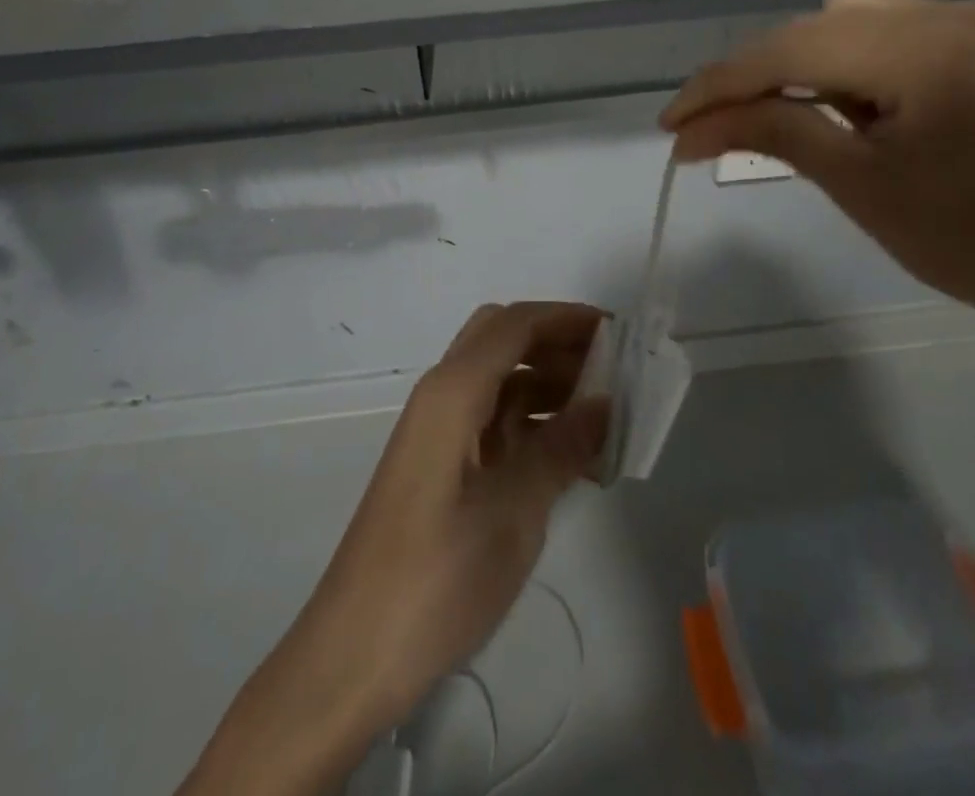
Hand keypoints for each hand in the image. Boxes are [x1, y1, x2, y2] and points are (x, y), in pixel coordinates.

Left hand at [182, 303, 606, 795]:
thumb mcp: (515, 512)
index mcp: (452, 391)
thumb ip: (562, 447)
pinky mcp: (440, 465)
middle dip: (557, 343)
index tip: (619, 334)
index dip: (567, 318)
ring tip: (603, 414)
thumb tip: (605, 401)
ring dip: (547, 383)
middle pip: (503, 340)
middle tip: (611, 370)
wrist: (354, 656)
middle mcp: (442, 396)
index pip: (516, 324)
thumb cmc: (437, 578)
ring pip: (499, 378)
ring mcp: (438, 431)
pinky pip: (493, 419)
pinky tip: (571, 453)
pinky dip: (532, 420)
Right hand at [660, 0, 974, 365]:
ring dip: (808, 62)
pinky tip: (862, 105)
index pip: (790, 49)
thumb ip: (770, 133)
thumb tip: (688, 130)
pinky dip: (857, 60)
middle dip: (760, 75)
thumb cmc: (970, 244)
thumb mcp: (857, 186)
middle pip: (816, 26)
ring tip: (806, 119)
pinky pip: (898, 29)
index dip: (720, 84)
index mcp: (925, 48)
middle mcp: (953, 12)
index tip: (671, 122)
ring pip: (853, 19)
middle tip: (721, 127)